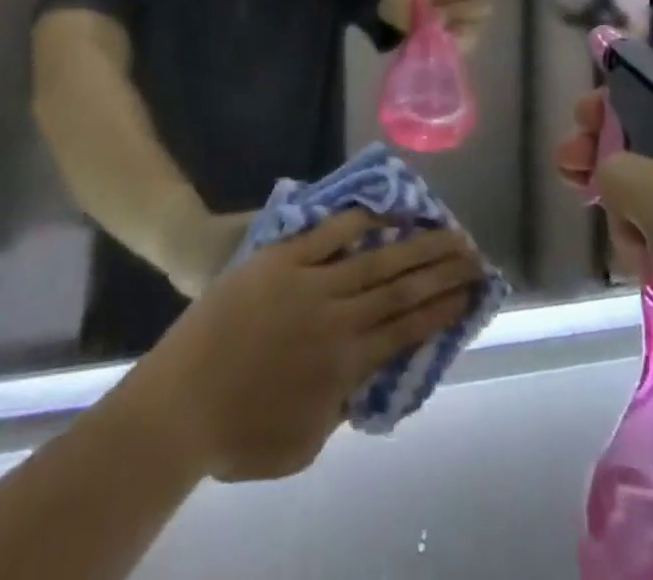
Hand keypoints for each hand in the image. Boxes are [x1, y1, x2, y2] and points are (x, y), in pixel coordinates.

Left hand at [134, 211, 484, 481]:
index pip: (407, 330)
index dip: (443, 309)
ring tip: (447, 229)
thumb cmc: (236, 432)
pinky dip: (360, 220)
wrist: (178, 398)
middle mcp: (338, 319)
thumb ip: (339, 409)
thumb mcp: (301, 443)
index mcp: (345, 366)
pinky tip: (387, 210)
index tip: (471, 292)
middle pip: (402, 288)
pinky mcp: (284, 258)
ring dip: (416, 244)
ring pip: (376, 259)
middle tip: (474, 252)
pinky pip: (329, 233)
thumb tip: (361, 382)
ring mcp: (311, 283)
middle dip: (442, 270)